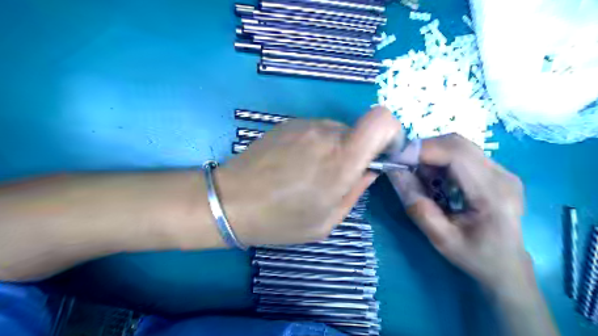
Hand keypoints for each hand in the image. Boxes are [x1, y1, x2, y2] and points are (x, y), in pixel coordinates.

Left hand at [215, 108, 400, 246]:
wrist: (231, 201)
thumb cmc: (280, 220)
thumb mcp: (326, 221)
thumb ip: (356, 192)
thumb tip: (370, 170)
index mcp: (341, 160)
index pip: (382, 120)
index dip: (391, 132)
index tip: (383, 154)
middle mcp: (326, 133)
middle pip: (359, 130)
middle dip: (357, 151)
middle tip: (337, 176)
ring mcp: (304, 124)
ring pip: (337, 130)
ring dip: (334, 149)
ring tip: (310, 173)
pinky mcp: (287, 123)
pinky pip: (315, 130)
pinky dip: (315, 144)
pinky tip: (294, 164)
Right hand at [388, 133, 526, 290]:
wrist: (508, 267)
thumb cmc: (475, 257)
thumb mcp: (439, 238)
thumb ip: (416, 204)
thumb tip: (395, 172)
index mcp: (492, 193)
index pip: (456, 154)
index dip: (422, 150)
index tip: (396, 160)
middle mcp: (502, 175)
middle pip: (457, 143)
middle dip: (424, 150)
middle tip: (404, 168)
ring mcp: (503, 171)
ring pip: (458, 146)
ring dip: (432, 155)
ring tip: (420, 178)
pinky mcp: (497, 172)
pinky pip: (463, 154)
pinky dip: (441, 161)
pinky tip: (435, 181)